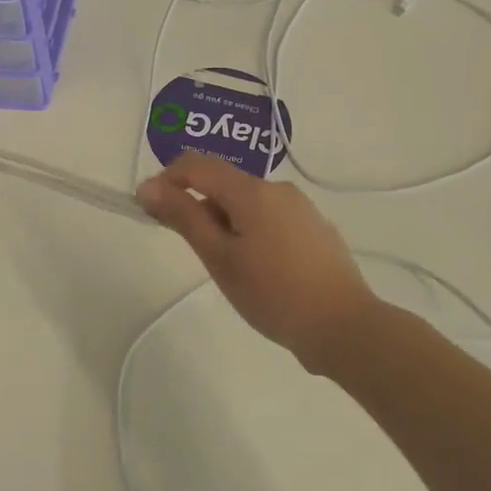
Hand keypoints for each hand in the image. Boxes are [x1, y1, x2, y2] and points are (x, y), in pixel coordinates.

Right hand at [136, 152, 381, 368]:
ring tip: (230, 268)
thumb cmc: (272, 293)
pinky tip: (261, 271)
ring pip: (249, 203)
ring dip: (226, 222)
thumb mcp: (219, 257)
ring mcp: (302, 208)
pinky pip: (271, 218)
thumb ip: (184, 217)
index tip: (152, 211)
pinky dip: (251, 232)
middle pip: (225, 183)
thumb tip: (148, 186)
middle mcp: (279, 189)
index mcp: (252, 190)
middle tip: (195, 252)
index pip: (198, 164)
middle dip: (199, 207)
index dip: (167, 180)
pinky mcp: (315, 229)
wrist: (342, 326)